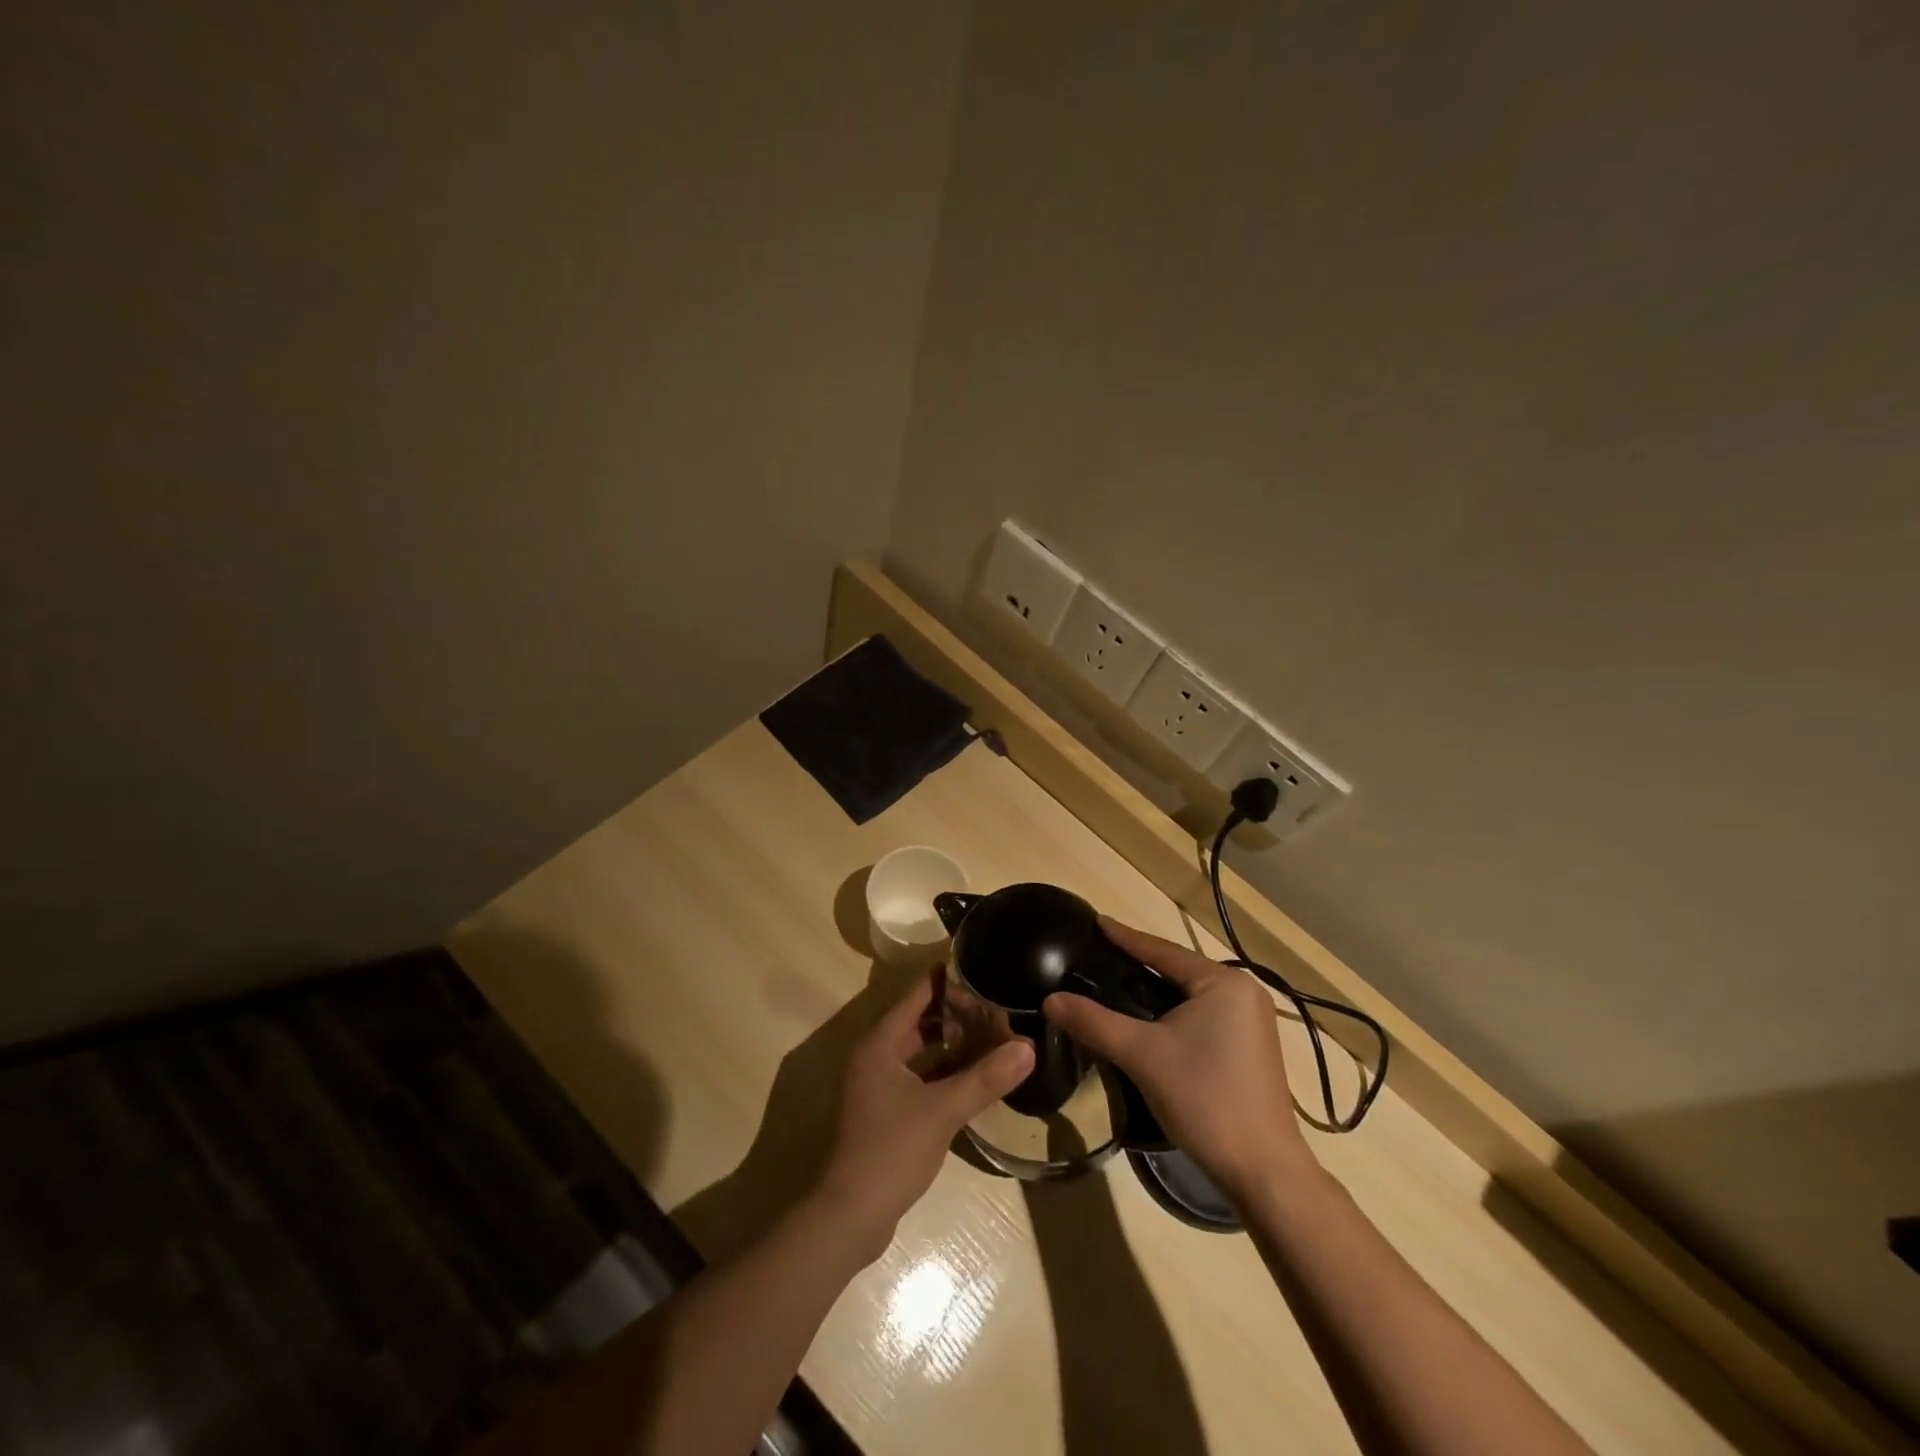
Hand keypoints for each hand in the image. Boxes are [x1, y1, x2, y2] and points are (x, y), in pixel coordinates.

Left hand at [815, 971, 1033, 1261]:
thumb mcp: (943, 1110)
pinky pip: (918, 1075)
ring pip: (919, 1049)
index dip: (948, 982)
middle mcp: (876, 1056)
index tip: (982, 970)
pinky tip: (973, 1075)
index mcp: (881, 1043)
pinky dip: (943, 1070)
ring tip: (991, 1036)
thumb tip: (1028, 1047)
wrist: (851, 1215)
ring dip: (951, 1043)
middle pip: (918, 1020)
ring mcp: (878, 1085)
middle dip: (955, 1014)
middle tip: (995, 1008)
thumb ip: (985, 1077)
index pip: (917, 995)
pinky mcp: (885, 1110)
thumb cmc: (892, 1150)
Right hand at [1043, 918, 1313, 1198]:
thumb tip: (1050, 1000)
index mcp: (1223, 982)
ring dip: (1155, 992)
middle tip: (1098, 956)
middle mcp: (1244, 992)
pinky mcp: (1251, 1048)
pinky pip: (1203, 1015)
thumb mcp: (1142, 1055)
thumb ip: (1094, 1022)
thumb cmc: (1204, 1099)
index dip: (1124, 937)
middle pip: (1177, 970)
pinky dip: (1173, 1013)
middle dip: (1138, 965)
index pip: (1162, 950)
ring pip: (1189, 995)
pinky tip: (1149, 1021)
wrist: (1262, 1171)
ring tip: (1115, 985)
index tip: (1095, 921)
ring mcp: (1253, 1021)